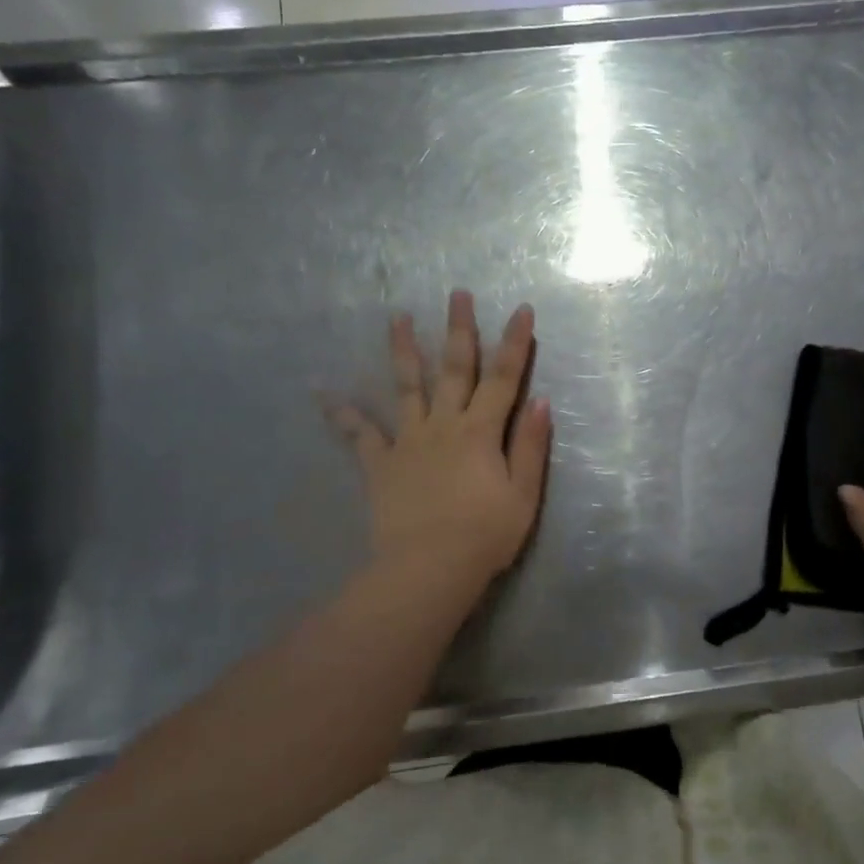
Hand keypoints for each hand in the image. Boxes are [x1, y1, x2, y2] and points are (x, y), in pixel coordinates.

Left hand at [335, 290, 551, 591]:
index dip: (515, 343)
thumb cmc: (485, 536)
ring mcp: (409, 442)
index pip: (504, 378)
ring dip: (403, 351)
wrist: (429, 569)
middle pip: (454, 369)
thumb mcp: (524, 495)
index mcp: (481, 432)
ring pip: (407, 387)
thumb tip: (539, 401)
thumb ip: (530, 446)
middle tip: (457, 294)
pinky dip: (342, 414)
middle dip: (458, 329)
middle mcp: (444, 425)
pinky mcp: (381, 464)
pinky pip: (360, 435)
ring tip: (396, 318)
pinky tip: (323, 393)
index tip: (522, 309)